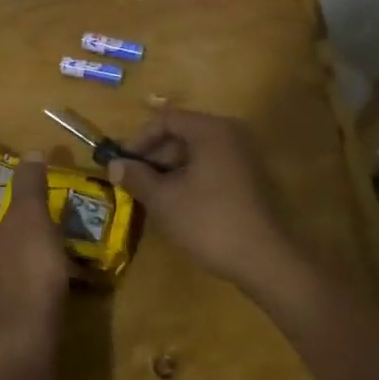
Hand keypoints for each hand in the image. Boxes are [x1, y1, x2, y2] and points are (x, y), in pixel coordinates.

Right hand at [107, 109, 300, 296]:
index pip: (165, 120)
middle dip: (154, 157)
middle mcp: (230, 134)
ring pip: (196, 153)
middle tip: (133, 182)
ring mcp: (243, 156)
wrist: (264, 259)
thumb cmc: (209, 221)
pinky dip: (190, 179)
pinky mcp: (249, 178)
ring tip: (150, 197)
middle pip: (182, 134)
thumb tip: (114, 165)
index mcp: (210, 130)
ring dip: (170, 171)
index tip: (121, 164)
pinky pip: (211, 167)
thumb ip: (136, 177)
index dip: (138, 140)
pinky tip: (177, 205)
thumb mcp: (163, 199)